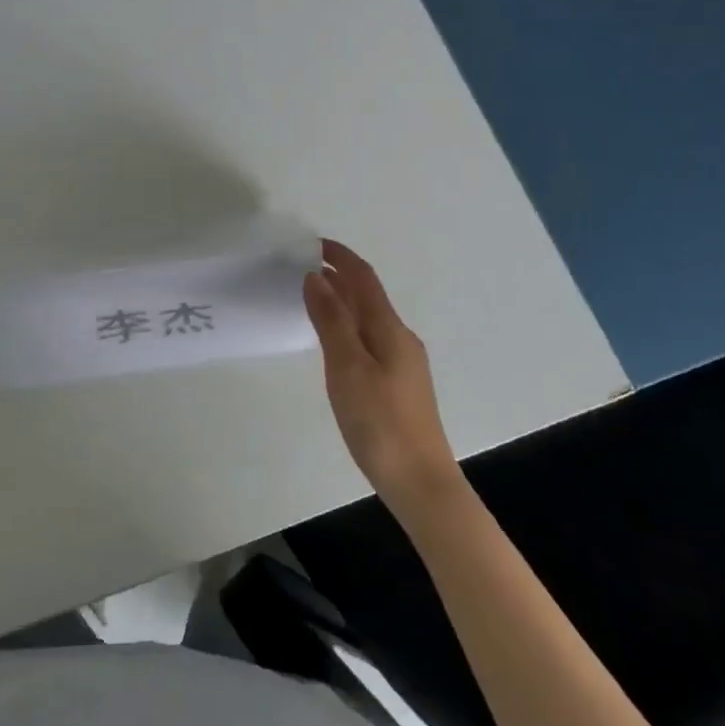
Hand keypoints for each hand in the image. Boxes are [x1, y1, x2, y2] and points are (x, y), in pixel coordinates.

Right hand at [305, 239, 462, 517]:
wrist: (420, 482)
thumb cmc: (380, 422)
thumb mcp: (347, 368)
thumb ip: (331, 322)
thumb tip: (316, 278)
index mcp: (390, 329)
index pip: (364, 279)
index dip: (340, 257)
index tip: (312, 243)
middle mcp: (400, 338)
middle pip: (369, 295)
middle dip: (340, 276)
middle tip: (303, 267)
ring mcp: (404, 362)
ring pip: (370, 318)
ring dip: (344, 300)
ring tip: (314, 296)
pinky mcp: (400, 384)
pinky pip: (371, 338)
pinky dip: (350, 325)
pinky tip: (335, 341)